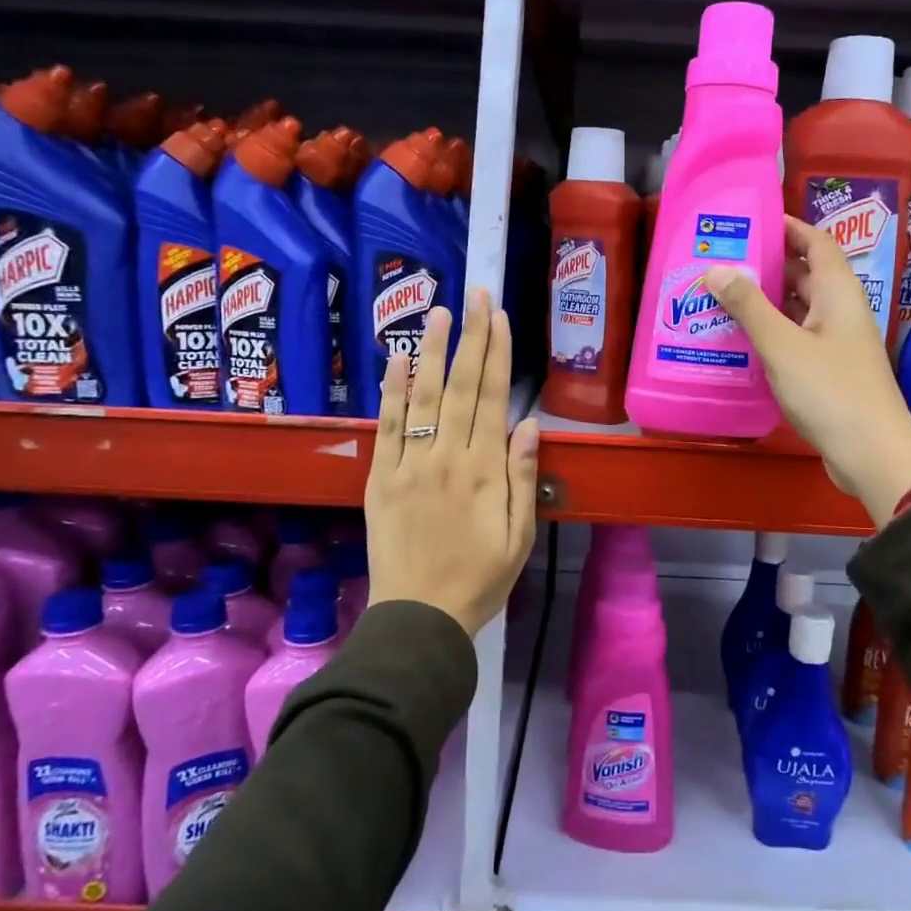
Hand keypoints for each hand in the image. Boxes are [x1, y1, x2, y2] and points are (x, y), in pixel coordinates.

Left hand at [365, 288, 540, 636]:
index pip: (493, 398)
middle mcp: (448, 457)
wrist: (420, 617)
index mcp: (485, 471)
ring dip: (433, 351)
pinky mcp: (381, 477)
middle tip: (476, 294)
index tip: (500, 317)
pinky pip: (387, 427)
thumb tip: (530, 423)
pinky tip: (399, 360)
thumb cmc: (481, 579)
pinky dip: (392, 391)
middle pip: (462, 387)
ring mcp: (410, 465)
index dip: (497, 354)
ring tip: (439, 310)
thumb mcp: (520, 536)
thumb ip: (524, 477)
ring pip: (424, 397)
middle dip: (471, 336)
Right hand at [705, 217, 910, 526]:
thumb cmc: (830, 391)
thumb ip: (749, 307)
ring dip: (765, 301)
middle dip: (767, 264)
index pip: (816, 243)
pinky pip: (796, 338)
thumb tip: (716, 269)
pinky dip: (771, 332)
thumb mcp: (782, 346)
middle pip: (805, 275)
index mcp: (839, 293)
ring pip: (798, 309)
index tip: (751, 221)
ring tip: (721, 295)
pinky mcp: (829, 372)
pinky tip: (740, 339)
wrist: (872, 454)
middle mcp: (840, 311)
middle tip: (722, 260)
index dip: (788, 227)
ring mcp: (836, 343)